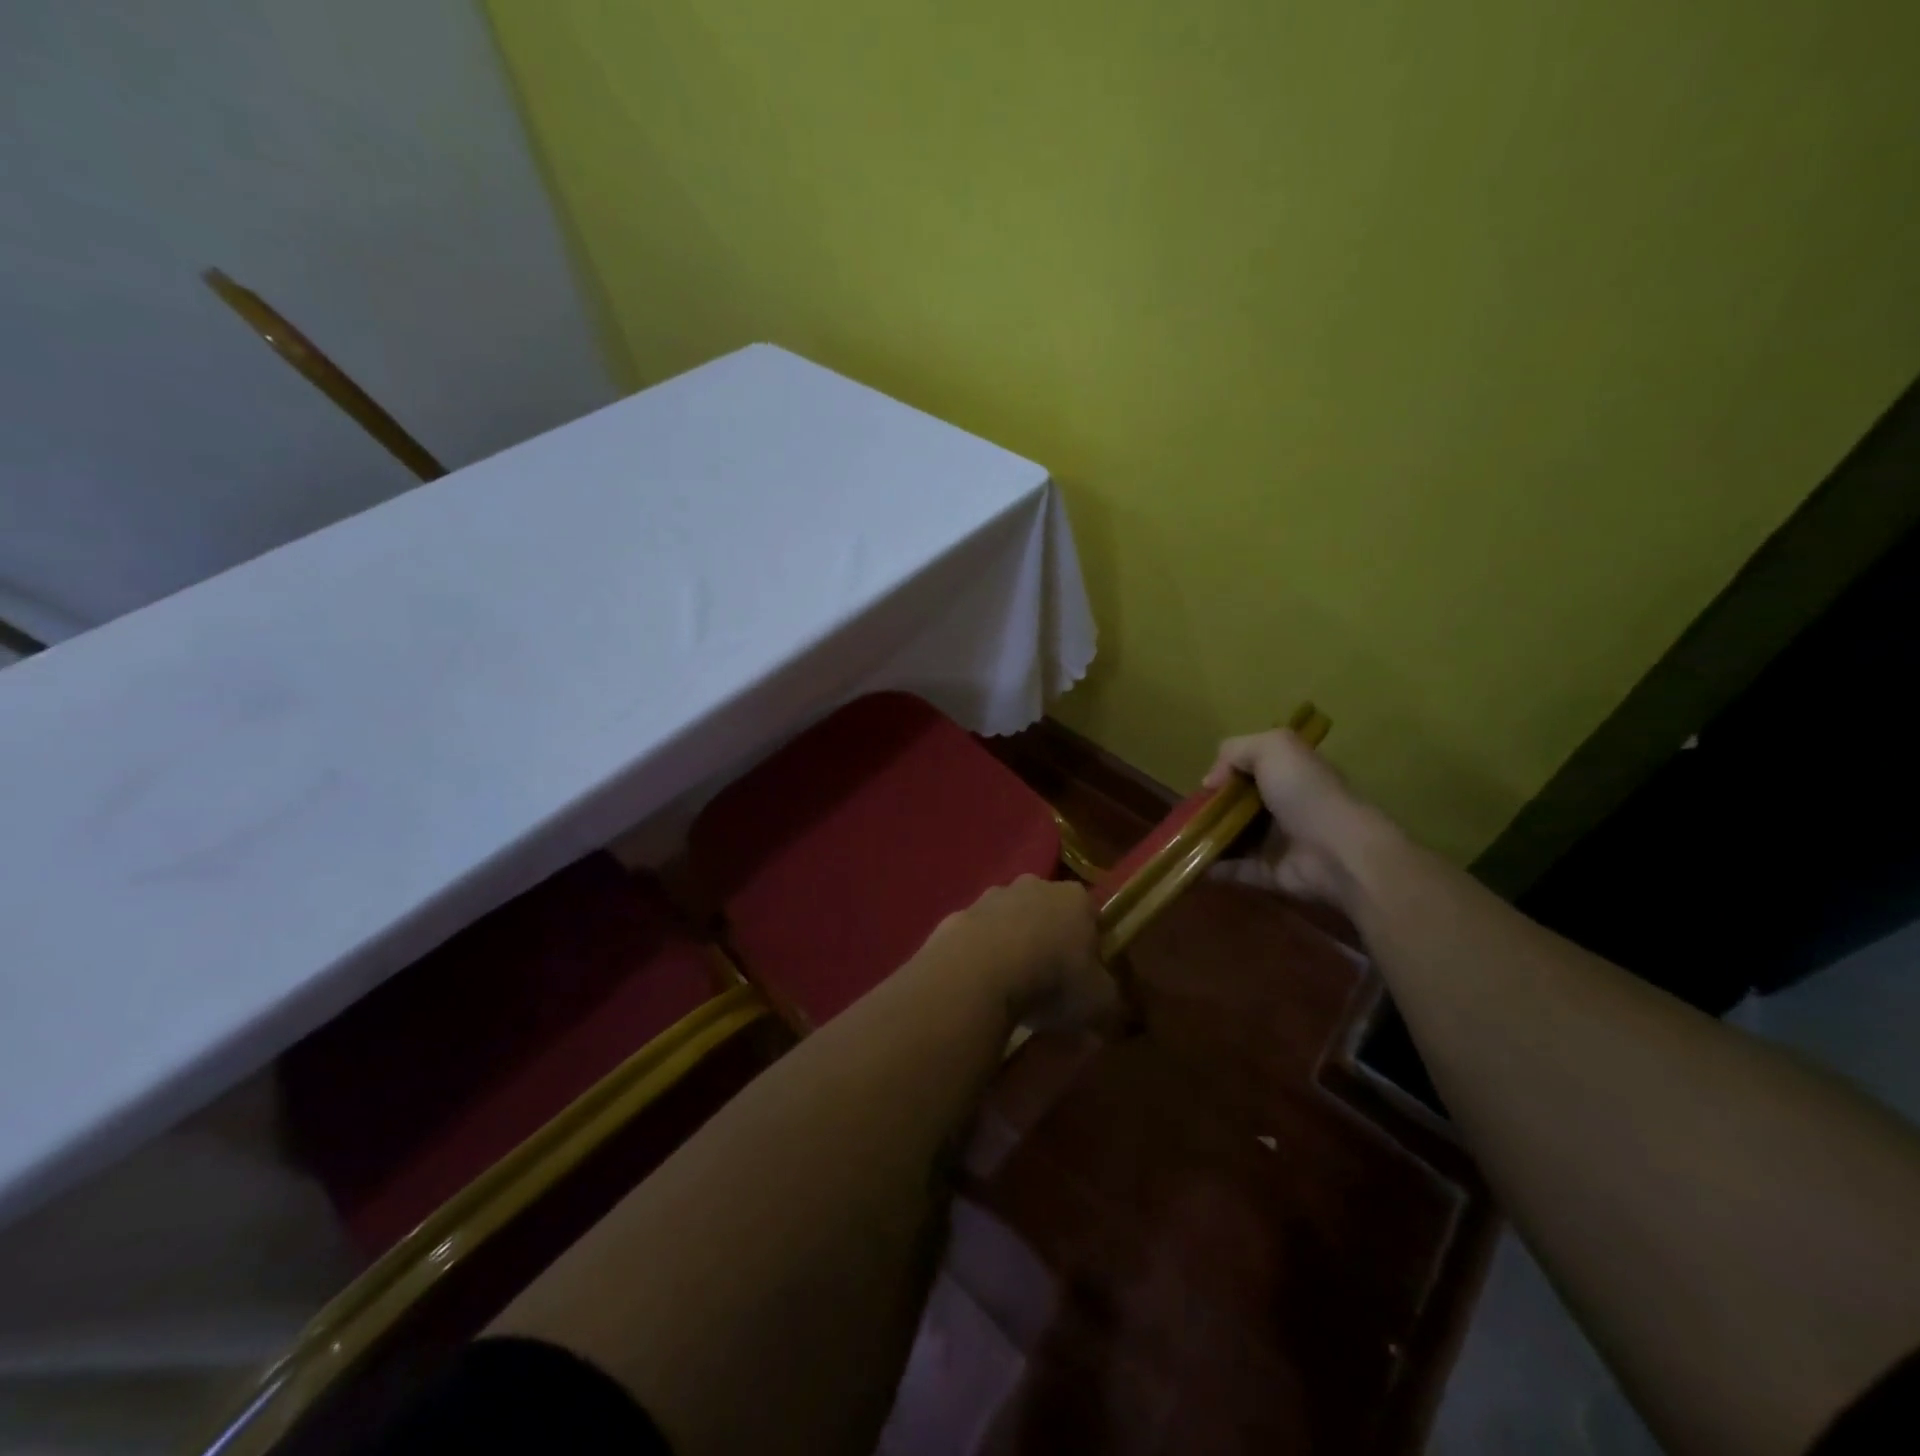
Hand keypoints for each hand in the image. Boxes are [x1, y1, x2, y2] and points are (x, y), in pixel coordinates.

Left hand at [928, 876, 1115, 1031]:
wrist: (978, 972)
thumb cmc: (1052, 980)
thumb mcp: (1101, 1002)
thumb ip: (1110, 1002)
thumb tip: (1108, 1010)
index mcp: (1075, 898)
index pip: (1090, 915)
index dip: (1091, 946)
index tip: (1086, 977)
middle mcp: (1033, 885)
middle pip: (1047, 911)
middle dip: (1048, 939)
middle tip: (1047, 983)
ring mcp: (990, 897)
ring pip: (1008, 920)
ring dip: (1011, 945)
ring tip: (1010, 988)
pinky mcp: (957, 915)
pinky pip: (975, 938)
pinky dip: (979, 956)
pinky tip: (979, 986)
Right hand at [1202, 728, 1379, 909]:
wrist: (1337, 850)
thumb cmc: (1305, 792)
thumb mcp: (1273, 748)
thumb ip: (1235, 750)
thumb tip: (1210, 781)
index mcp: (1290, 773)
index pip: (1253, 768)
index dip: (1227, 772)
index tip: (1207, 783)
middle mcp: (1285, 805)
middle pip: (1239, 803)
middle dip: (1212, 807)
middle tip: (1186, 812)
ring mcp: (1278, 841)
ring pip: (1234, 836)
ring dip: (1207, 837)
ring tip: (1179, 838)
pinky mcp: (1271, 873)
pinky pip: (1235, 869)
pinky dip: (1213, 867)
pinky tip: (1191, 863)